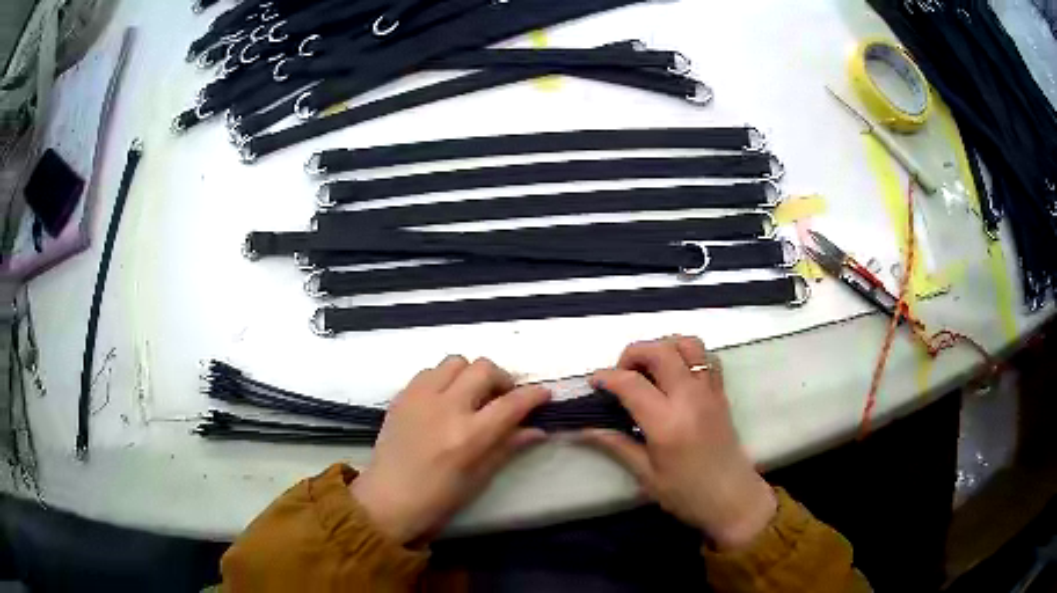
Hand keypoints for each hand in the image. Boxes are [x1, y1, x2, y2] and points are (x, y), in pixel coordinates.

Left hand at [351, 356, 550, 545]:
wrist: (387, 500)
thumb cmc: (438, 499)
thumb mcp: (480, 477)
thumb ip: (508, 447)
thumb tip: (537, 429)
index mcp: (468, 436)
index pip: (511, 403)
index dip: (534, 395)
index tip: (544, 394)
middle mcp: (445, 408)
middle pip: (483, 368)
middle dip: (502, 378)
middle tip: (503, 397)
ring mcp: (420, 398)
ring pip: (455, 361)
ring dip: (471, 374)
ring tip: (472, 395)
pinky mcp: (401, 396)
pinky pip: (429, 371)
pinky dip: (444, 378)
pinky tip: (444, 399)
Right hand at [583, 336, 776, 550]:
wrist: (733, 498)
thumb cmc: (686, 494)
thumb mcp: (646, 475)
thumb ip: (616, 445)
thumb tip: (584, 429)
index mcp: (667, 423)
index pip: (631, 383)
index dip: (606, 377)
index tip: (594, 383)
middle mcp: (690, 398)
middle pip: (660, 350)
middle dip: (633, 353)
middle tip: (621, 375)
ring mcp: (709, 391)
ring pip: (687, 344)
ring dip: (663, 348)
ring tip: (650, 370)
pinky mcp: (722, 392)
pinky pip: (707, 357)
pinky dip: (688, 356)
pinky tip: (677, 376)